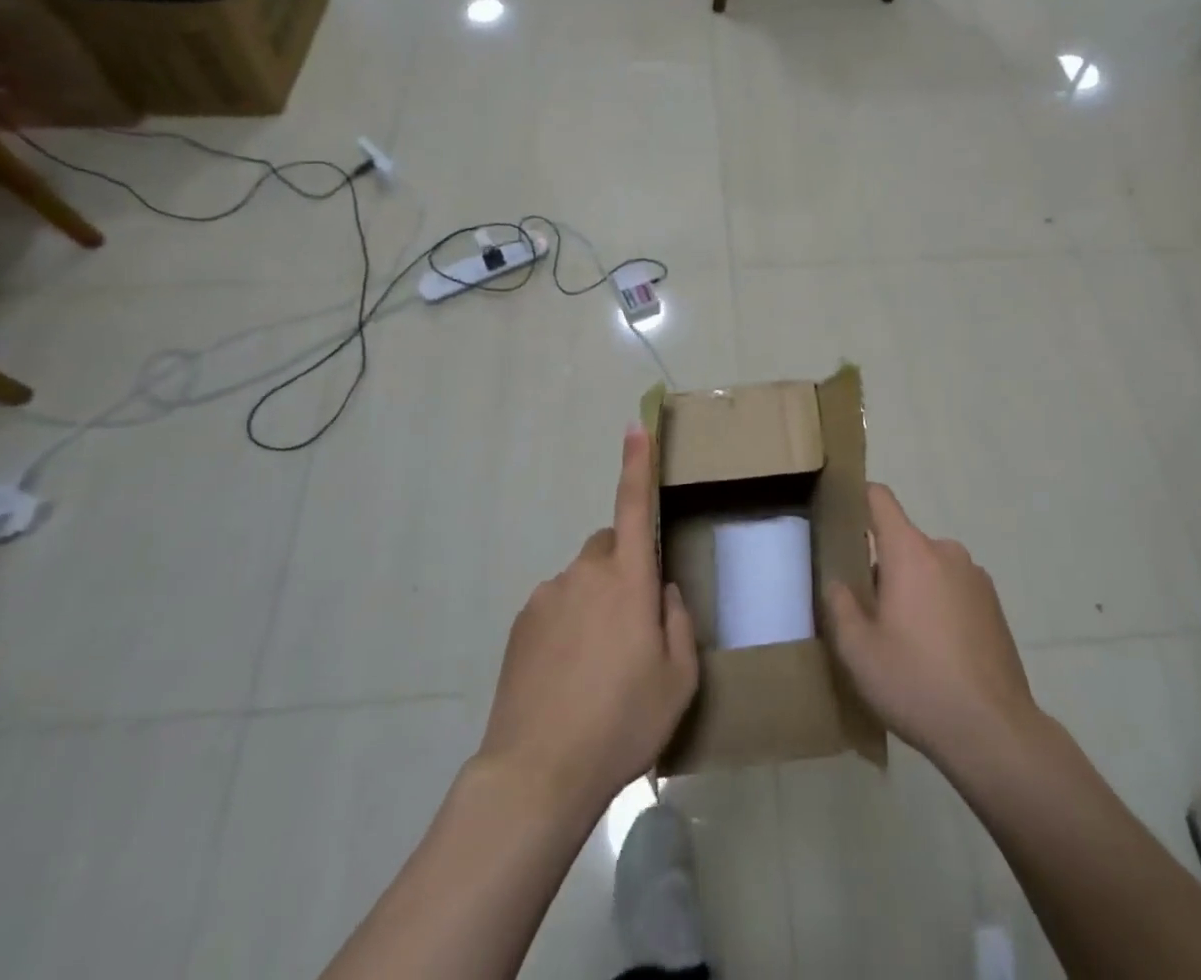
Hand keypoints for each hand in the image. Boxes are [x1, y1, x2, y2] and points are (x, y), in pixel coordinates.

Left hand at [479, 425, 698, 811]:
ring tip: (598, 666)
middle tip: (633, 627)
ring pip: (583, 580)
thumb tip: (662, 592)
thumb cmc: (621, 722)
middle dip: (625, 568)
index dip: (637, 464)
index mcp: (629, 580)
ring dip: (595, 602)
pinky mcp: (522, 621)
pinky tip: (568, 675)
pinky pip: (556, 605)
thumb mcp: (678, 680)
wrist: (537, 772)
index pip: (634, 505)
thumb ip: (677, 623)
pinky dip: (568, 624)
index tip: (635, 427)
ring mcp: (548, 595)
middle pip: (610, 547)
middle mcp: (586, 573)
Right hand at [825, 483, 1039, 772]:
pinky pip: (953, 589)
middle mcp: (945, 551)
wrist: (994, 732)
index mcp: (910, 551)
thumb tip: (838, 582)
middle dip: (881, 565)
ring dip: (912, 588)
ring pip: (928, 567)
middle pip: (902, 540)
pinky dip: (938, 606)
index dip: (857, 499)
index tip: (839, 518)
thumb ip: (839, 605)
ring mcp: (975, 577)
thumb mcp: (858, 650)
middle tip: (867, 610)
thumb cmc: (916, 683)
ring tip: (903, 639)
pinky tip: (935, 653)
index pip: (879, 499)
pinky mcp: (994, 606)